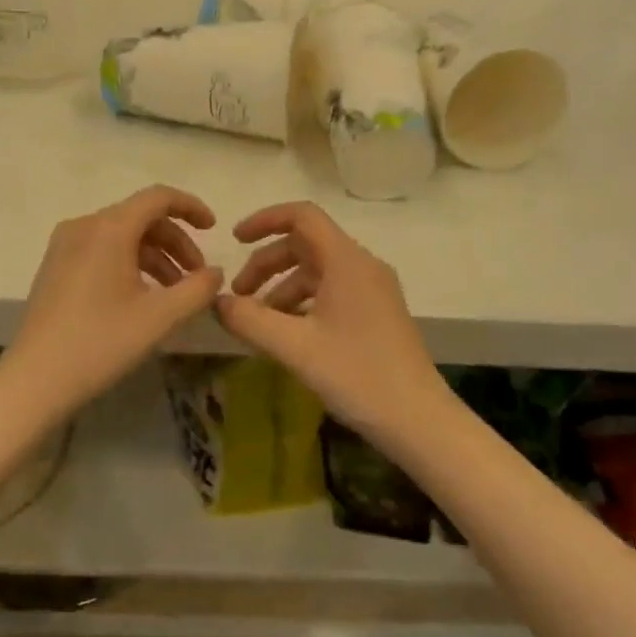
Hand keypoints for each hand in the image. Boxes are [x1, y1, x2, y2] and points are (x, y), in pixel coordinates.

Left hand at [2, 186, 222, 418]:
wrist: (34, 380)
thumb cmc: (100, 343)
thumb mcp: (160, 317)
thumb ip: (197, 289)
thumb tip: (215, 272)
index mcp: (109, 228)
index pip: (157, 197)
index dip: (190, 207)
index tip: (214, 228)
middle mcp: (84, 226)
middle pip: (140, 217)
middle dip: (175, 241)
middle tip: (197, 276)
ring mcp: (64, 246)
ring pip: (121, 236)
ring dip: (154, 256)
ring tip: (175, 293)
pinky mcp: (55, 266)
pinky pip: (102, 250)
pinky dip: (129, 263)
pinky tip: (142, 296)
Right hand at [214, 202, 445, 437]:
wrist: (419, 420)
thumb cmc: (357, 375)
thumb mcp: (295, 348)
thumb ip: (250, 320)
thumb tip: (216, 302)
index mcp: (347, 261)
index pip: (302, 216)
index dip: (264, 220)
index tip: (234, 240)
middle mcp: (362, 265)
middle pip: (306, 244)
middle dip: (267, 263)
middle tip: (238, 296)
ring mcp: (373, 289)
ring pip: (318, 270)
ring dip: (282, 286)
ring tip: (258, 321)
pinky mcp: (377, 311)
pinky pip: (332, 291)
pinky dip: (303, 302)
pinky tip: (287, 333)